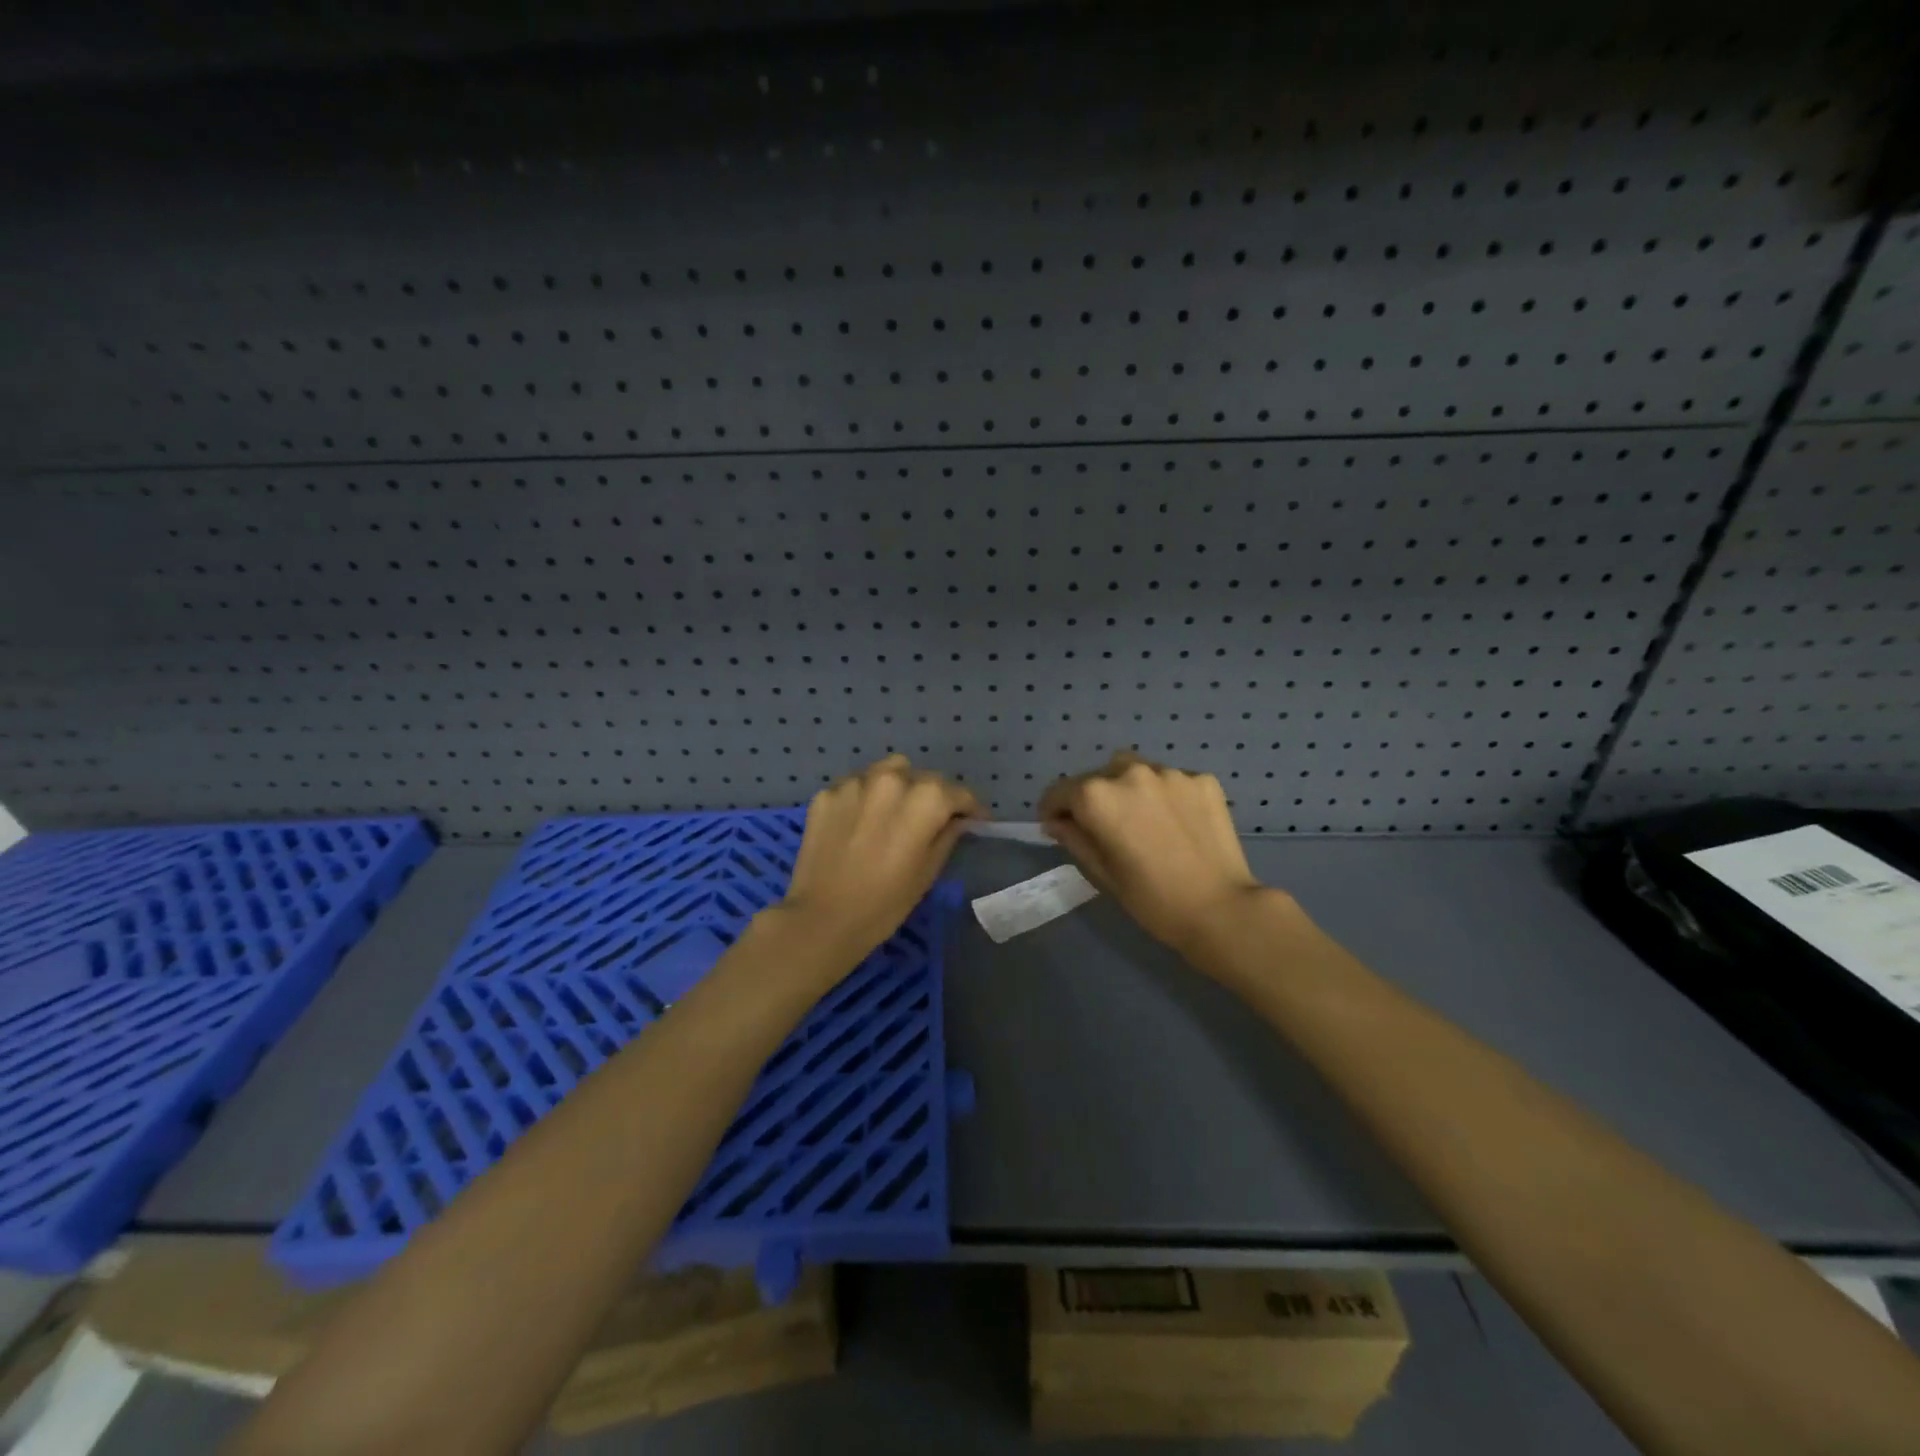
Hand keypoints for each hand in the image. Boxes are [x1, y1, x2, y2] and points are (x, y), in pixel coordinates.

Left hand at [777, 755, 982, 965]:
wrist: (822, 920)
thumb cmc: (885, 903)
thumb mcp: (928, 872)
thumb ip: (947, 835)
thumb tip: (957, 820)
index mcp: (925, 799)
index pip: (958, 792)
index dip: (970, 807)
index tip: (974, 820)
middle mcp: (891, 779)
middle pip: (923, 778)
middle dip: (933, 796)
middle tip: (931, 820)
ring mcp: (855, 783)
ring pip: (888, 771)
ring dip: (898, 787)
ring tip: (893, 813)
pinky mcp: (826, 793)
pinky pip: (856, 786)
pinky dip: (865, 798)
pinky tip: (860, 824)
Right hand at [1039, 751, 1281, 961]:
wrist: (1221, 909)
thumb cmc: (1152, 900)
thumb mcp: (1102, 873)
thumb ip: (1074, 838)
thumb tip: (1056, 821)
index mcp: (1098, 796)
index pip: (1061, 791)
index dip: (1054, 809)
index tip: (1058, 826)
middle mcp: (1130, 772)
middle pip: (1098, 776)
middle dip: (1093, 798)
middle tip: (1105, 828)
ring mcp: (1170, 773)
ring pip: (1136, 771)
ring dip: (1130, 790)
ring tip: (1143, 821)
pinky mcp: (1203, 780)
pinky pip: (1171, 780)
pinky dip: (1165, 795)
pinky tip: (1175, 824)